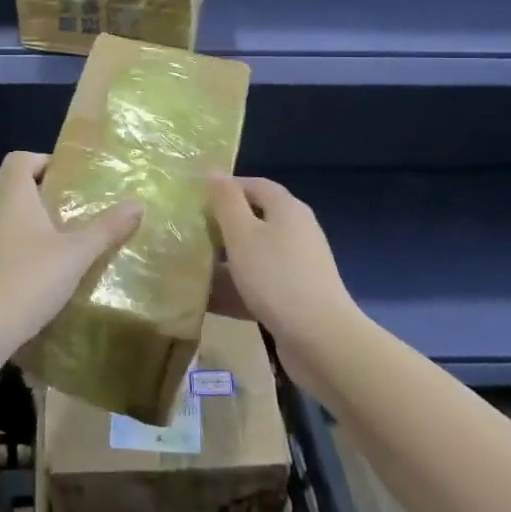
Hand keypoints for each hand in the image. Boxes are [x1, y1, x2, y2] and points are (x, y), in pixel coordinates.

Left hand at [0, 151, 140, 357]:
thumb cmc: (27, 280)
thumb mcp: (75, 255)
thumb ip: (105, 228)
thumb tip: (137, 204)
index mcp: (12, 196)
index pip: (19, 159)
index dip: (42, 160)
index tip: (69, 176)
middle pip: (16, 187)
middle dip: (45, 193)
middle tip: (77, 208)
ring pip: (10, 217)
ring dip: (35, 223)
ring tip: (67, 240)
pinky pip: (4, 244)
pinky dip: (24, 247)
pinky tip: (46, 272)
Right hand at [207, 175, 359, 386]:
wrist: (321, 340)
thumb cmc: (276, 277)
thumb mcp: (242, 234)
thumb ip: (226, 202)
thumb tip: (214, 171)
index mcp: (286, 209)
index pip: (254, 184)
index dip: (225, 188)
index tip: (194, 201)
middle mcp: (296, 231)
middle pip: (254, 219)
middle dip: (222, 226)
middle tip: (190, 234)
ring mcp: (298, 265)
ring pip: (254, 254)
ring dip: (226, 260)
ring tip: (191, 267)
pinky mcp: (295, 296)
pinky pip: (259, 283)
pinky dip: (236, 287)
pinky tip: (209, 300)